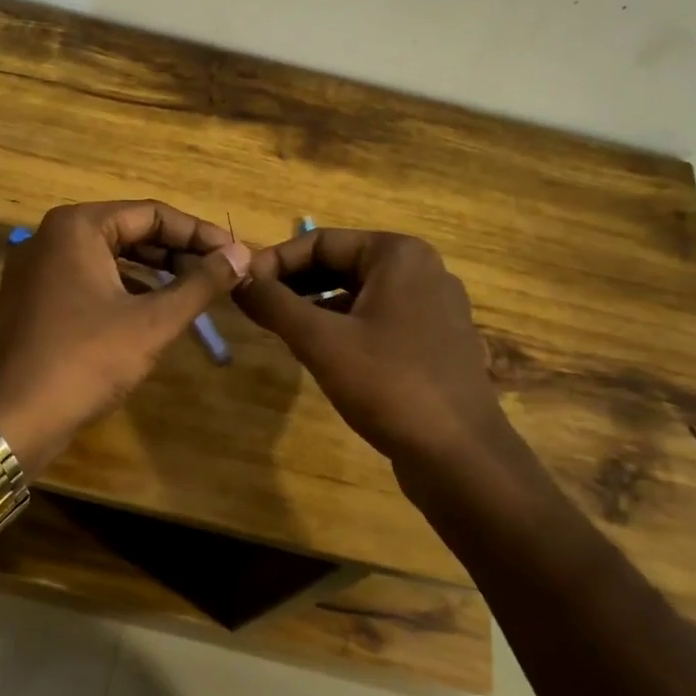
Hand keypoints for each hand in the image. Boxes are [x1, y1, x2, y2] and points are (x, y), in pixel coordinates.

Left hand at [0, 201, 251, 470]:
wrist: (14, 420)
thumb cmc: (86, 361)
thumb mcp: (152, 322)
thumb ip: (200, 283)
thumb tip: (240, 255)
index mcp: (77, 226)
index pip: (152, 214)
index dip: (199, 233)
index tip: (236, 254)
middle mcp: (52, 236)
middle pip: (129, 231)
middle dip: (177, 252)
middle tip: (221, 273)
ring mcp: (37, 268)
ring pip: (110, 257)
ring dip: (154, 271)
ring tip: (196, 290)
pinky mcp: (34, 298)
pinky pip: (90, 279)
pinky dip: (125, 289)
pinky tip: (154, 310)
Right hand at [234, 229, 508, 473]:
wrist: (459, 455)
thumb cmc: (388, 384)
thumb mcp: (320, 341)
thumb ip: (274, 304)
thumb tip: (237, 279)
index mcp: (398, 255)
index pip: (321, 241)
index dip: (275, 261)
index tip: (242, 286)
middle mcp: (421, 270)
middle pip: (341, 263)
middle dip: (295, 284)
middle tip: (256, 308)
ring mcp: (433, 307)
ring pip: (358, 293)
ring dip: (316, 305)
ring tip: (280, 329)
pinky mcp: (435, 341)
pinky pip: (378, 318)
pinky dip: (344, 326)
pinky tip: (320, 352)